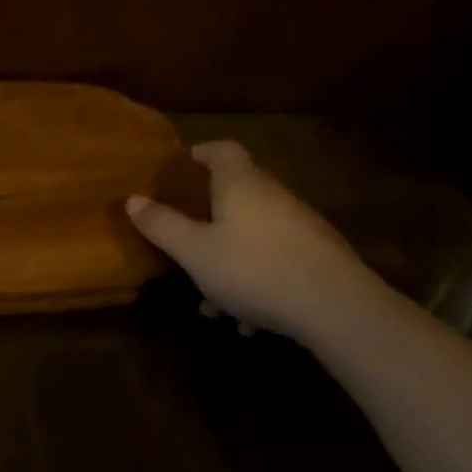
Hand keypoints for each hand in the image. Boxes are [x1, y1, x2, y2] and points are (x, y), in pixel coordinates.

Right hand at [126, 140, 383, 341]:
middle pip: (238, 192)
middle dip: (210, 215)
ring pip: (255, 233)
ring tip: (212, 300)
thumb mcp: (194, 251)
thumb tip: (132, 200)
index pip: (222, 150)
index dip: (202, 153)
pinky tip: (248, 321)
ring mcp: (302, 226)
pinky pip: (278, 259)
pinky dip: (258, 279)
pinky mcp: (321, 258)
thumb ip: (162, 225)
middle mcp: (273, 196)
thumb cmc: (255, 268)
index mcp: (241, 184)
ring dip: (231, 257)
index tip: (183, 167)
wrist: (339, 309)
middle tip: (187, 237)